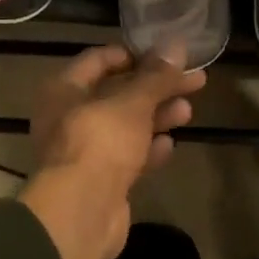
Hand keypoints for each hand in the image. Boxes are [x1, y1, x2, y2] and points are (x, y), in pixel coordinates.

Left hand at [18, 43, 205, 258]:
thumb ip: (155, 77)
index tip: (166, 55)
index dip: (132, 54)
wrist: (81, 213)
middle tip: (194, 81)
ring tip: (188, 111)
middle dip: (155, 88)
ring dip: (156, 117)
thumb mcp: (132, 103)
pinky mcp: (99, 179)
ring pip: (124, 126)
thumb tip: (176, 45)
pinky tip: (170, 145)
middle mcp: (68, 116)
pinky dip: (147, 149)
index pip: (97, 60)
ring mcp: (83, 150)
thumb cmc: (100, 142)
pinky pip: (126, 156)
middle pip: (117, 94)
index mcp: (64, 90)